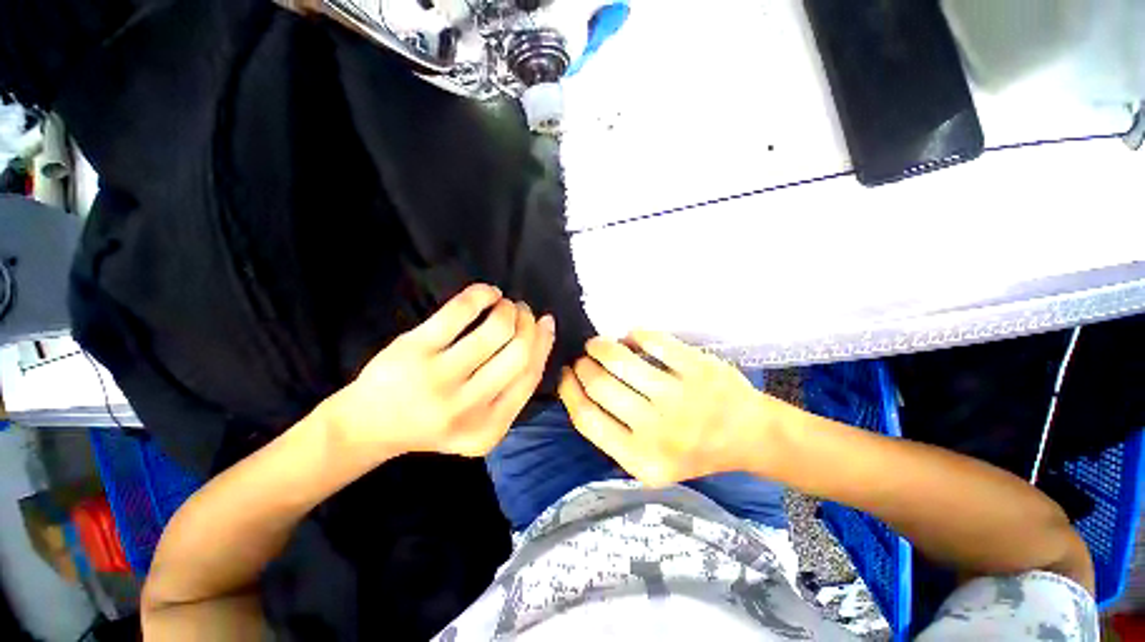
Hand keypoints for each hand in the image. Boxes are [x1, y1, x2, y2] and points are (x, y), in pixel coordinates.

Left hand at [327, 284, 555, 459]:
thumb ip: (512, 388)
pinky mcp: (414, 350)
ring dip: (508, 309)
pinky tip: (488, 293)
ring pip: (496, 330)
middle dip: (528, 323)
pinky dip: (482, 294)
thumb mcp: (480, 418)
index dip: (544, 343)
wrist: (368, 427)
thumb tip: (543, 333)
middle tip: (523, 311)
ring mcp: (439, 379)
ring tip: (504, 304)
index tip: (547, 323)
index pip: (531, 376)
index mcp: (489, 429)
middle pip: (519, 352)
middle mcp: (467, 408)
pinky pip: (460, 311)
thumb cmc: (432, 419)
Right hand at [558, 331, 781, 486]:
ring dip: (600, 346)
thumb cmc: (695, 450)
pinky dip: (635, 335)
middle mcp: (659, 430)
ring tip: (597, 344)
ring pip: (620, 359)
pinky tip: (631, 338)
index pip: (587, 419)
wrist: (750, 437)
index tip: (563, 374)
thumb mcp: (650, 462)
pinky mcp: (699, 368)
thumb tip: (581, 389)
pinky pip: (653, 341)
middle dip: (583, 366)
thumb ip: (614, 435)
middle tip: (583, 359)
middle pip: (599, 385)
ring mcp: (681, 396)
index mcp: (642, 459)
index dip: (568, 391)